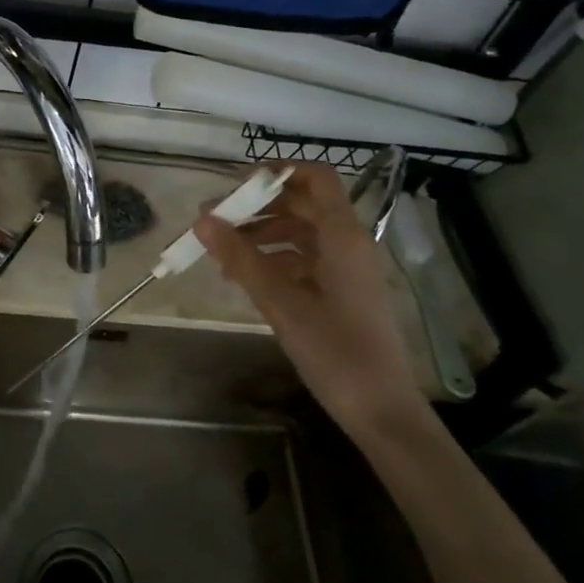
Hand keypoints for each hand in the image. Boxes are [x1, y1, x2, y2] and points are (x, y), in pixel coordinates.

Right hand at [194, 163, 426, 439]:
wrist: (381, 411)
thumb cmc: (335, 351)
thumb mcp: (281, 303)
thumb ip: (241, 258)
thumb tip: (202, 220)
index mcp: (342, 235)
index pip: (315, 177)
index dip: (278, 171)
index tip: (236, 185)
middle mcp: (348, 242)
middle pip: (302, 204)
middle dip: (257, 206)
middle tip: (214, 220)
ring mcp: (346, 268)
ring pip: (300, 232)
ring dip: (262, 234)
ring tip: (222, 253)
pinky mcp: (342, 291)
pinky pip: (305, 259)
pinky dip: (274, 260)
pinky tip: (245, 278)